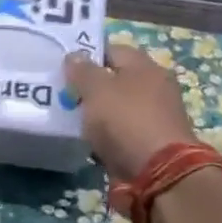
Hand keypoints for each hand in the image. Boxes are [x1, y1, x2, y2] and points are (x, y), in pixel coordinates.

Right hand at [63, 42, 199, 181]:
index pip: (113, 50)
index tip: (64, 65)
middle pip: (116, 79)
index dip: (88, 54)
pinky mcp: (150, 142)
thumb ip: (83, 71)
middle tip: (63, 92)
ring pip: (117, 106)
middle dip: (91, 85)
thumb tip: (74, 55)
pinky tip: (88, 139)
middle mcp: (155, 87)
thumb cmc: (126, 121)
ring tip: (70, 116)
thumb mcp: (97, 90)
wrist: (158, 172)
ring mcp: (154, 116)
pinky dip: (106, 133)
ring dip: (97, 111)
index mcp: (145, 67)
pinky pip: (121, 131)